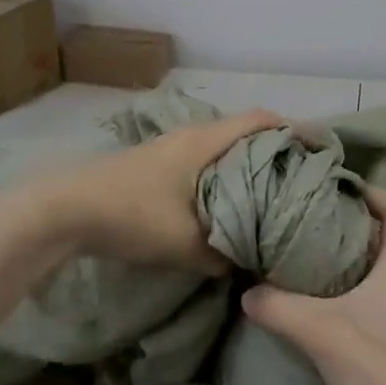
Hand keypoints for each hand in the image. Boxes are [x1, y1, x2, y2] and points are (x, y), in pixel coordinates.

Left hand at [22, 109, 282, 272]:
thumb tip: (249, 263)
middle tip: (302, 178)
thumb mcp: (184, 243)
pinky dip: (225, 177)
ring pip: (223, 150)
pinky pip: (205, 163)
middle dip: (275, 150)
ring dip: (247, 165)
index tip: (320, 149)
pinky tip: (228, 206)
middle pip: (245, 132)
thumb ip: (224, 255)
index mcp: (206, 141)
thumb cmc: (132, 214)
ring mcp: (172, 149)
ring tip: (272, 195)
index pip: (261, 121)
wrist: (66, 210)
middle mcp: (193, 136)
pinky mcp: (157, 166)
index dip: (293, 129)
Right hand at [242, 186, 385, 384]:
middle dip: (341, 225)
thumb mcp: (324, 332)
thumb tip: (246, 290)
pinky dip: (333, 300)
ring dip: (335, 264)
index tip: (332, 187)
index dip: (371, 191)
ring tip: (292, 258)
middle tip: (299, 219)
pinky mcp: (385, 350)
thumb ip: (280, 307)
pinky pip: (358, 308)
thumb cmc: (384, 373)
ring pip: (366, 275)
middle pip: (377, 239)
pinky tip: (301, 309)